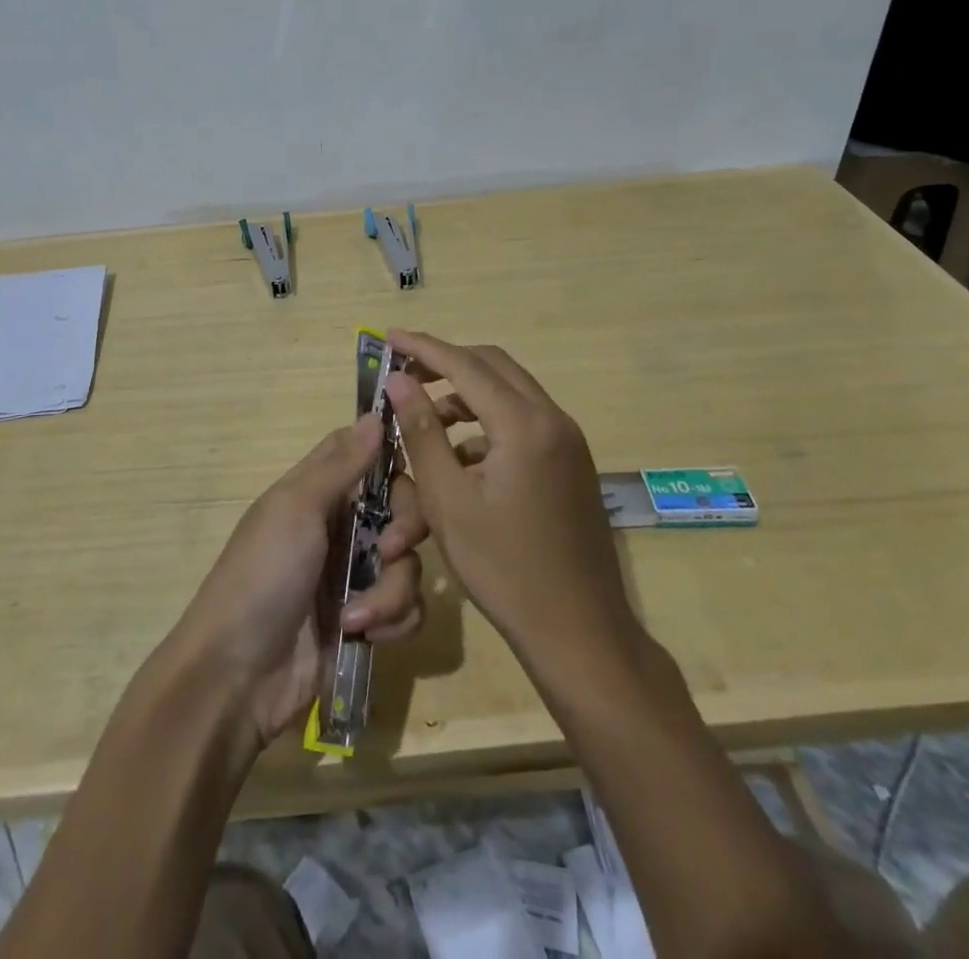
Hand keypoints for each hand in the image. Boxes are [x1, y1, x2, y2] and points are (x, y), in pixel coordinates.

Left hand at [166, 416, 428, 746]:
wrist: (236, 677)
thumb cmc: (262, 576)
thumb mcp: (296, 509)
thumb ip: (341, 464)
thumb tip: (375, 412)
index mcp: (318, 492)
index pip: (367, 454)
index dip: (393, 456)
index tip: (417, 464)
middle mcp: (341, 527)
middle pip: (401, 506)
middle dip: (405, 528)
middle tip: (389, 549)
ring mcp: (354, 576)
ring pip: (409, 563)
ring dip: (391, 591)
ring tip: (357, 617)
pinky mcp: (366, 622)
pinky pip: (407, 609)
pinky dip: (391, 622)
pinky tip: (362, 636)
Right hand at [385, 331, 635, 661]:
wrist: (580, 631)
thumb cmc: (504, 569)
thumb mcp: (449, 501)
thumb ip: (422, 431)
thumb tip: (398, 380)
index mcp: (525, 424)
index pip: (465, 365)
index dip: (423, 348)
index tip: (388, 337)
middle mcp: (553, 420)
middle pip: (493, 366)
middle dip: (446, 363)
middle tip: (405, 374)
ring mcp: (567, 441)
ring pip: (509, 394)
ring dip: (465, 396)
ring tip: (424, 422)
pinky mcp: (570, 463)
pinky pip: (523, 423)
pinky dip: (487, 424)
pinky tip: (458, 458)